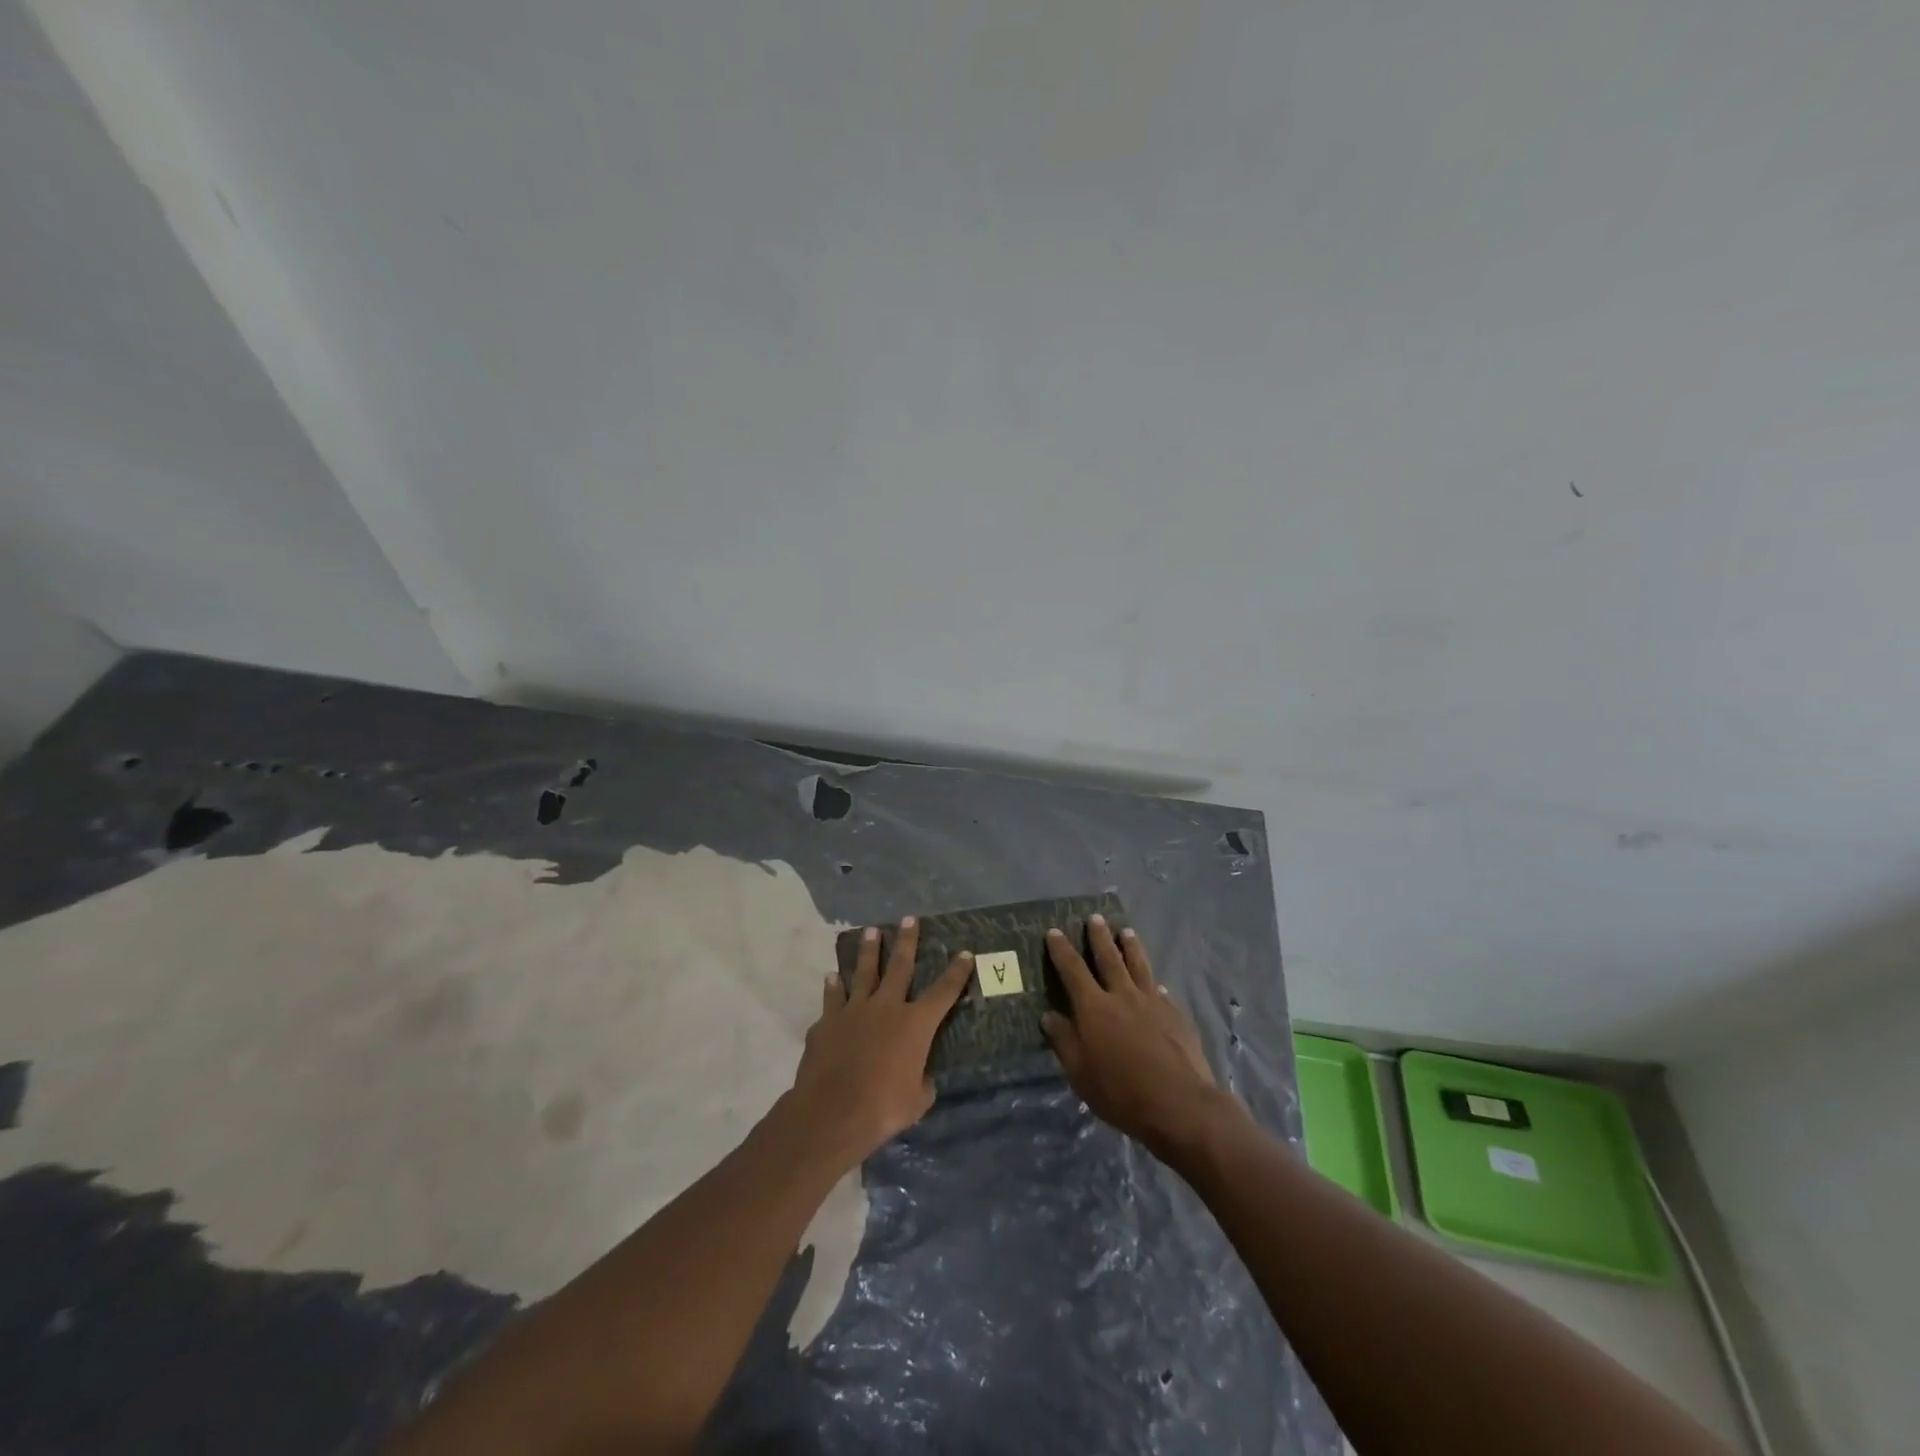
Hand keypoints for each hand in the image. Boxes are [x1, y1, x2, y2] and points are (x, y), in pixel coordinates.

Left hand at [787, 917, 972, 1170]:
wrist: (832, 1112)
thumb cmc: (883, 1108)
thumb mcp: (917, 1101)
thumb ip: (922, 1082)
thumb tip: (921, 1078)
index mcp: (915, 1024)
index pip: (944, 991)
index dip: (957, 971)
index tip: (966, 952)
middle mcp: (886, 1007)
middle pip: (900, 966)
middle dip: (907, 941)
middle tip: (909, 918)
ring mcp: (853, 1010)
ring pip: (863, 972)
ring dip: (869, 951)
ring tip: (871, 931)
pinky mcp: (827, 1021)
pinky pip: (833, 997)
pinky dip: (833, 987)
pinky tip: (832, 977)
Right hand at [1042, 916, 1227, 1155]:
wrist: (1180, 1104)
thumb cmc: (1122, 1093)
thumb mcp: (1080, 1074)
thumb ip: (1064, 1041)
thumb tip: (1049, 1015)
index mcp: (1094, 1008)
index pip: (1072, 970)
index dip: (1061, 950)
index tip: (1054, 932)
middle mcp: (1122, 996)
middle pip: (1109, 958)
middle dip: (1099, 937)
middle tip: (1095, 918)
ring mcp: (1152, 1002)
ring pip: (1139, 965)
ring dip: (1131, 947)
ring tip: (1126, 931)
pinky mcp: (1175, 1014)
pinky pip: (1160, 990)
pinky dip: (1153, 981)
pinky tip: (1155, 981)